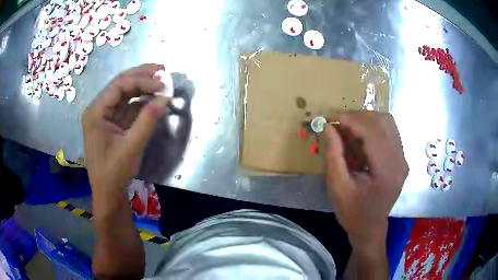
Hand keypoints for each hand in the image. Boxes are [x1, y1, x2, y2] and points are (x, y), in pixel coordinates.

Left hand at [82, 64, 168, 213]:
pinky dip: (140, 103)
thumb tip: (165, 97)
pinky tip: (152, 101)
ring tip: (159, 82)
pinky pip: (127, 108)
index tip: (162, 84)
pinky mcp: (112, 125)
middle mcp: (98, 110)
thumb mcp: (131, 146)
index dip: (142, 80)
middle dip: (141, 76)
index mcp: (96, 112)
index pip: (119, 85)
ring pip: (124, 95)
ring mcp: (105, 117)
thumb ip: (148, 120)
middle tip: (161, 69)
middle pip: (120, 85)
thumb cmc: (114, 172)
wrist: (108, 194)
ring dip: (142, 88)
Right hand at [324, 111, 407, 249]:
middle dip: (359, 117)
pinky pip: (388, 132)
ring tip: (348, 130)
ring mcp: (403, 158)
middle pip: (384, 122)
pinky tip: (359, 139)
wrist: (370, 228)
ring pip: (387, 123)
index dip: (351, 120)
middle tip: (338, 124)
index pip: (373, 133)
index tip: (331, 116)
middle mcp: (400, 161)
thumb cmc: (353, 213)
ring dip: (366, 121)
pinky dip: (372, 129)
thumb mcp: (337, 188)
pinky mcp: (400, 158)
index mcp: (388, 172)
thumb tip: (327, 126)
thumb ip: (333, 155)